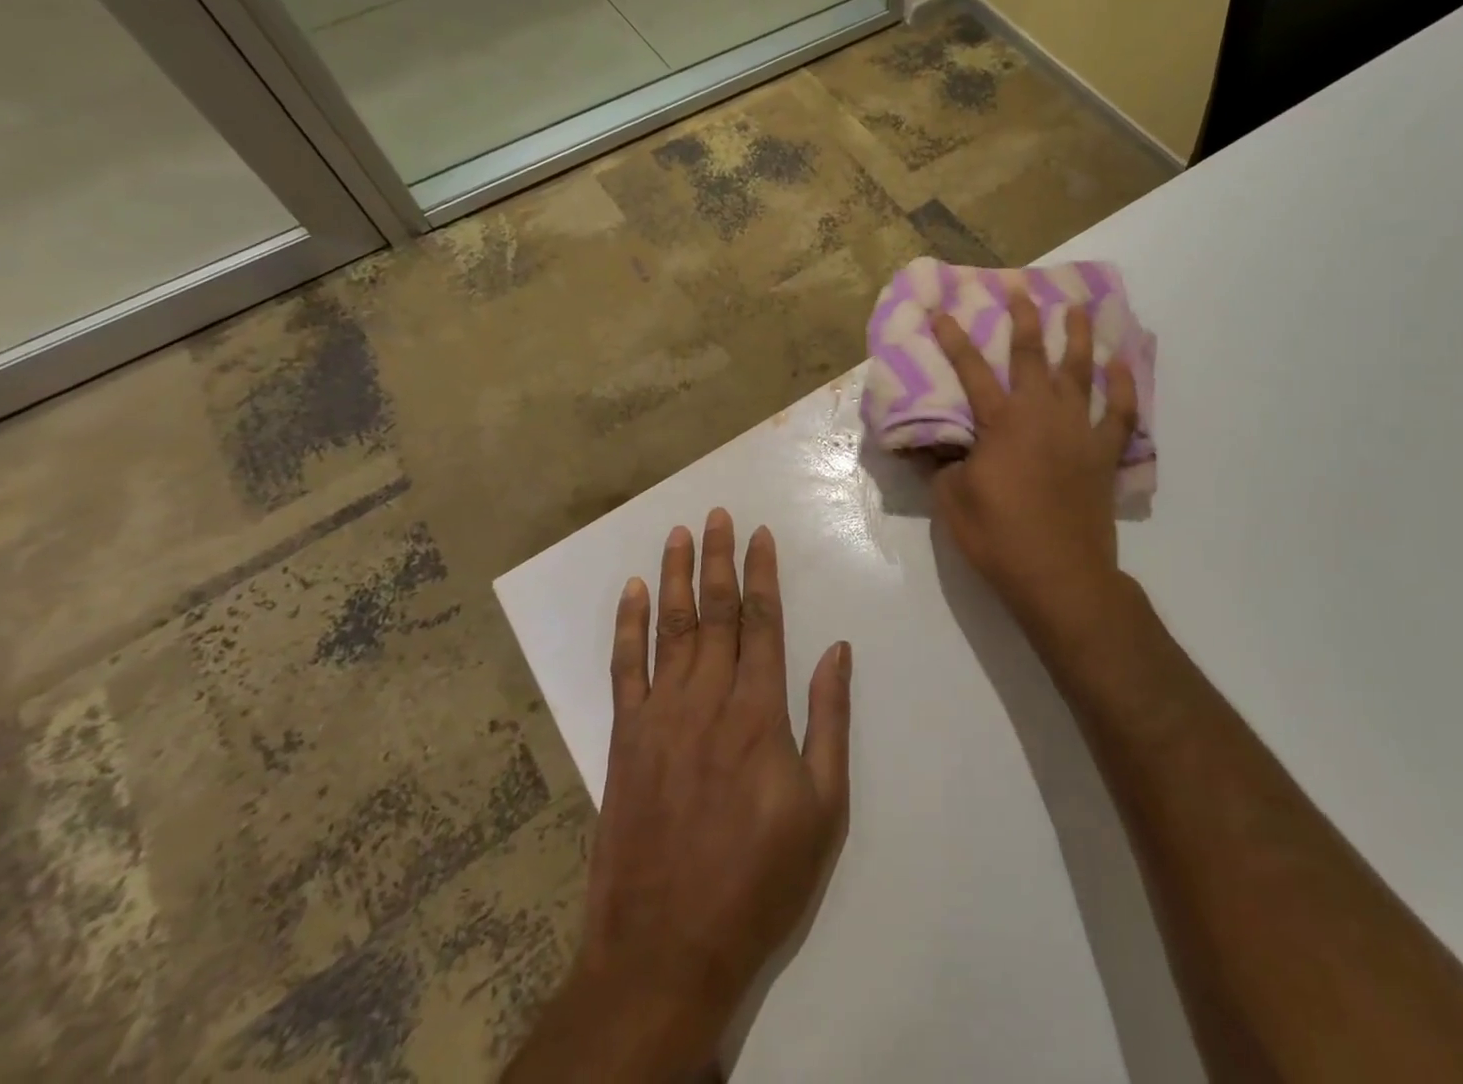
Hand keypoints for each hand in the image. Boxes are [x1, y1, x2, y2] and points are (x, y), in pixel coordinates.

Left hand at [552, 511, 851, 1078]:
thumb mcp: (823, 807)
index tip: (760, 535)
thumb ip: (829, 720)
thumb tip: (838, 650)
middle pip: (715, 612)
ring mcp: (660, 716)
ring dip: (676, 576)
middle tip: (719, 514)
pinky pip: (624, 669)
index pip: (761, 621)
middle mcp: (708, 698)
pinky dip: (628, 626)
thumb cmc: (759, 879)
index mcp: (759, 711)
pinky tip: (634, 592)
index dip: (761, 574)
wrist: (667, 948)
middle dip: (719, 558)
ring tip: (680, 533)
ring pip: (670, 628)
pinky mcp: (624, 740)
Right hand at [930, 292, 1137, 632]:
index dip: (954, 340)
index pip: (971, 371)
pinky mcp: (1103, 454)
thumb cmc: (998, 537)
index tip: (942, 312)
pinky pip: (1120, 413)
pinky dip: (1124, 388)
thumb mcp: (951, 500)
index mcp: (1000, 423)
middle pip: (1032, 356)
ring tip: (1078, 309)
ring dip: (1079, 338)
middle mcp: (1041, 415)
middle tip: (1022, 290)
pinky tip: (1121, 366)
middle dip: (1025, 320)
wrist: (1059, 576)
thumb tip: (928, 443)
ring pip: (1081, 373)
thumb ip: (941, 464)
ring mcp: (1079, 431)